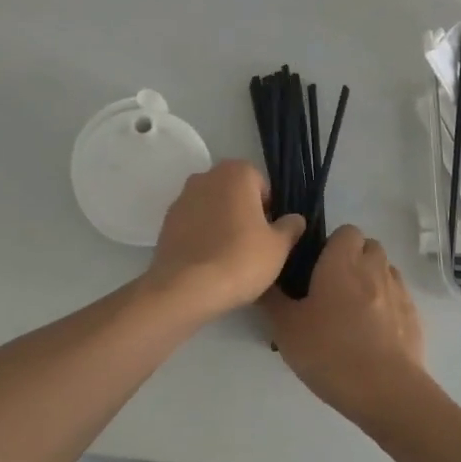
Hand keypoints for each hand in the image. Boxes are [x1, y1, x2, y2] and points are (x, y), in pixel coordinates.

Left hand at [144, 160, 304, 320]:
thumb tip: (295, 219)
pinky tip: (208, 261)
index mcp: (237, 172)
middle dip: (244, 213)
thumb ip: (290, 227)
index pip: (262, 185)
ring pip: (212, 208)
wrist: (186, 289)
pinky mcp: (166, 222)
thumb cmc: (240, 259)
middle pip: (235, 193)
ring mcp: (182, 198)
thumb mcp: (279, 247)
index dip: (269, 210)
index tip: (269, 235)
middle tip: (252, 245)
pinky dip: (202, 236)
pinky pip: (193, 224)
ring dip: (221, 224)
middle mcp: (206, 177)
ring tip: (229, 257)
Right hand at [260, 225, 427, 427]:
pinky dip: (387, 305)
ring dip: (372, 280)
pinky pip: (399, 298)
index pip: (346, 231)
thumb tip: (263, 280)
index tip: (317, 266)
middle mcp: (374, 268)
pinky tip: (373, 332)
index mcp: (343, 263)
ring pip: (386, 271)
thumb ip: (272, 300)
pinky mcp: (414, 317)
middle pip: (369, 247)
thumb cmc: (330, 352)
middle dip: (354, 259)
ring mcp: (399, 292)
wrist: (385, 391)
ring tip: (354, 311)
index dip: (333, 244)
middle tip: (333, 288)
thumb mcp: (286, 329)